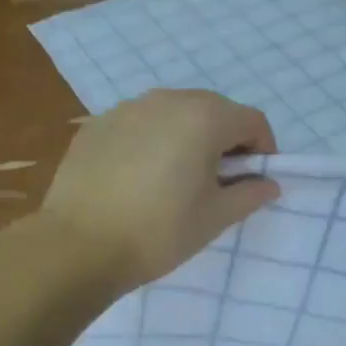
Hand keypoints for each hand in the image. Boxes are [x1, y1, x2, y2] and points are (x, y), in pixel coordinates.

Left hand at [40, 90, 279, 291]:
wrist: (78, 245)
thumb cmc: (158, 232)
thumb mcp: (214, 218)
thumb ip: (249, 194)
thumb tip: (268, 184)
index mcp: (204, 117)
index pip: (252, 120)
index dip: (264, 149)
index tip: (256, 180)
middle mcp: (167, 100)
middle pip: (214, 109)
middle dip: (226, 139)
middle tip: (220, 180)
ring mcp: (127, 108)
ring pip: (174, 112)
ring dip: (188, 136)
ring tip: (178, 177)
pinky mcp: (97, 123)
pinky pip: (140, 123)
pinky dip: (152, 140)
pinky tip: (139, 176)